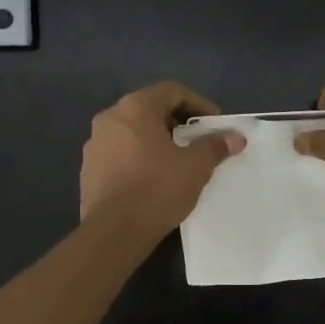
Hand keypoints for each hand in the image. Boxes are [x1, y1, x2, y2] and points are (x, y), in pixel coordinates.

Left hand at [79, 81, 242, 239]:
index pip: (172, 91)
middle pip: (150, 109)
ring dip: (157, 141)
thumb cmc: (158, 189)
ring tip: (178, 162)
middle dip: (178, 123)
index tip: (215, 125)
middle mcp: (110, 118)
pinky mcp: (89, 169)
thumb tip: (235, 137)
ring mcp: (95, 144)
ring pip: (133, 132)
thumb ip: (214, 146)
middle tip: (198, 142)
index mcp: (135, 108)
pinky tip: (154, 180)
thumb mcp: (195, 167)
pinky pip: (120, 153)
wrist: (114, 232)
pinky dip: (140, 158)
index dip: (199, 104)